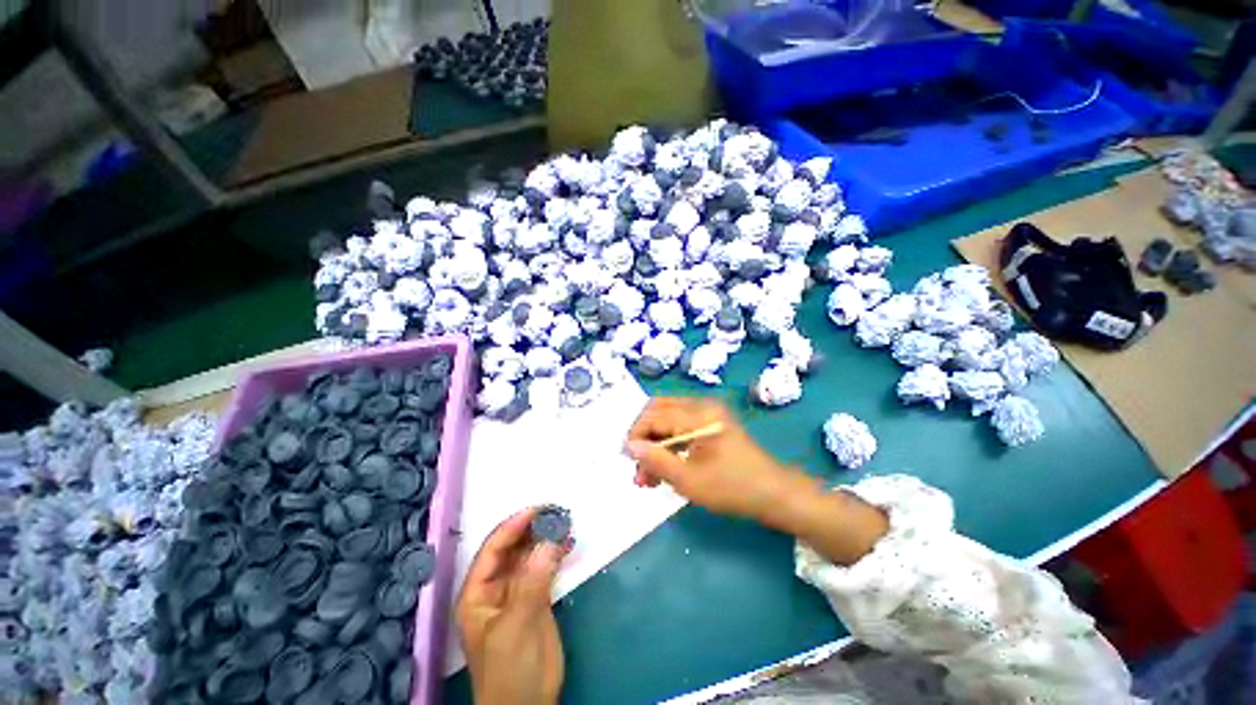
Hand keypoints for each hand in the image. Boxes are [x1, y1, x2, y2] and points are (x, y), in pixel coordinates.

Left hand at [456, 508, 569, 704]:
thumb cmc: (510, 670)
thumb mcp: (516, 627)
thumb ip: (532, 583)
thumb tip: (550, 541)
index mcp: (478, 592)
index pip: (493, 549)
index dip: (513, 526)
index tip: (537, 510)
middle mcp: (496, 586)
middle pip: (513, 548)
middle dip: (532, 528)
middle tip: (557, 512)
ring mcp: (518, 591)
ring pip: (530, 554)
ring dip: (546, 537)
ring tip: (566, 522)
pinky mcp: (537, 597)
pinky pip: (545, 567)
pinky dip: (556, 553)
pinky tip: (569, 543)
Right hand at [626, 397, 889, 565]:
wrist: (775, 493)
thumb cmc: (732, 487)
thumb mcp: (689, 480)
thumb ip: (655, 460)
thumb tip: (628, 446)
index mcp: (697, 414)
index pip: (653, 416)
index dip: (635, 435)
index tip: (626, 459)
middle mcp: (701, 405)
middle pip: (658, 411)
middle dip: (643, 437)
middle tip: (636, 467)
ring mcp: (708, 412)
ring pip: (668, 419)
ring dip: (655, 443)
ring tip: (647, 476)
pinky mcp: (712, 423)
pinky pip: (681, 425)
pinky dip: (669, 443)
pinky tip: (664, 467)